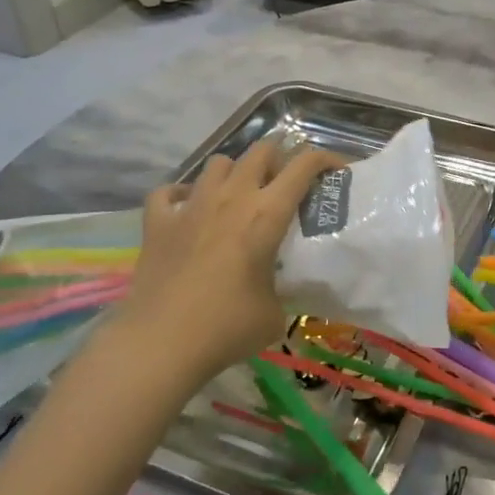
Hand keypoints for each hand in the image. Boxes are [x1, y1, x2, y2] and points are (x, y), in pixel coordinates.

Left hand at [105, 138, 341, 377]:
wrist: (161, 344)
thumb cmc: (227, 327)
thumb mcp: (275, 312)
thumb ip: (281, 288)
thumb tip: (276, 290)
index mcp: (266, 214)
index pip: (303, 165)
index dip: (325, 159)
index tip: (336, 170)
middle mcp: (231, 198)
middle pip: (261, 150)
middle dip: (279, 157)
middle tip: (285, 182)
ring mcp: (191, 206)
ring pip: (218, 163)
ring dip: (234, 172)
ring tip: (238, 195)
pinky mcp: (158, 223)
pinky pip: (169, 192)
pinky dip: (181, 195)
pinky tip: (187, 210)